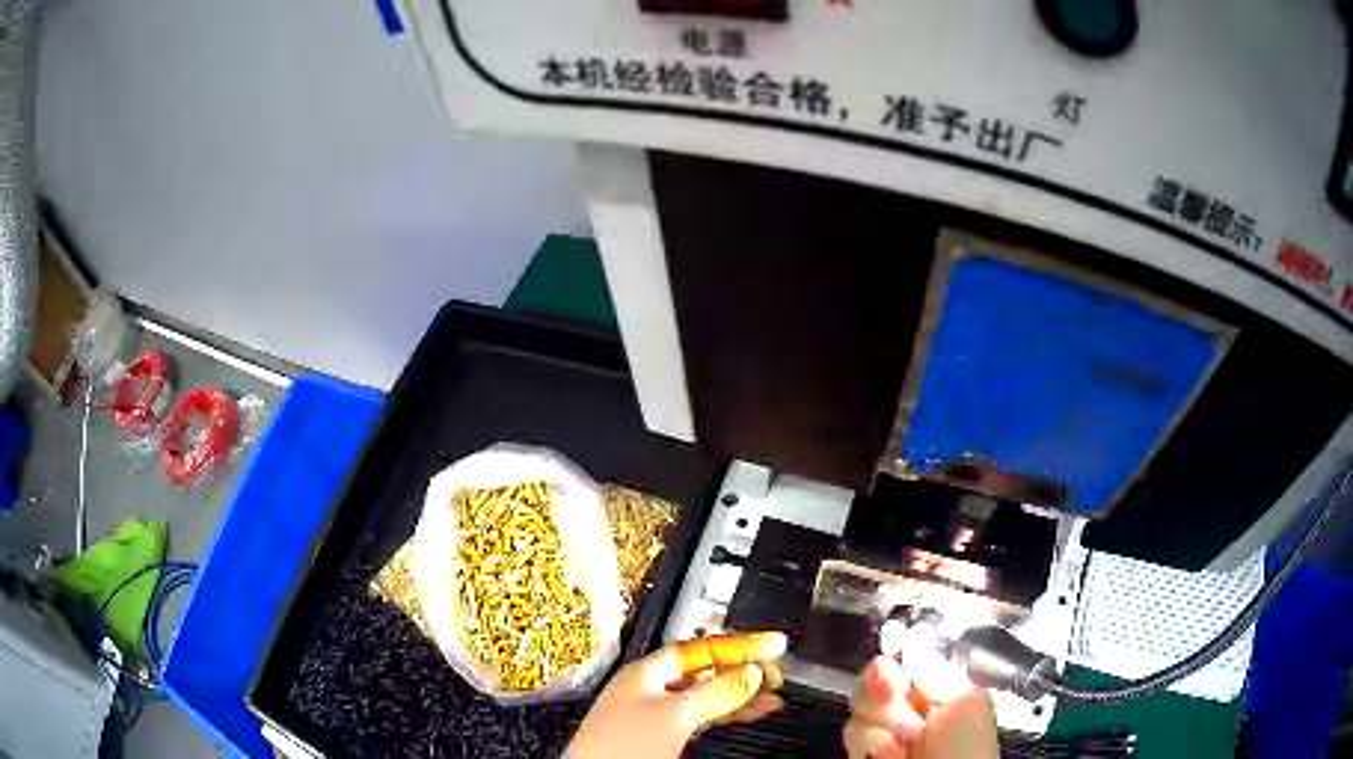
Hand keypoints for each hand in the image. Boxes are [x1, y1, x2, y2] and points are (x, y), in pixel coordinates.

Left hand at [568, 632, 787, 758]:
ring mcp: (655, 714)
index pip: (701, 648)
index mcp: (648, 672)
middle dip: (742, 670)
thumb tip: (750, 672)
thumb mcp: (676, 715)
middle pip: (705, 671)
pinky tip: (749, 714)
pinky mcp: (660, 737)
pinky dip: (727, 714)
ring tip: (774, 697)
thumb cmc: (623, 746)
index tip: (775, 644)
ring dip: (740, 695)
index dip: (740, 644)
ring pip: (706, 696)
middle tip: (777, 674)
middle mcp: (651, 689)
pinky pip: (701, 716)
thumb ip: (715, 692)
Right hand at [844, 626, 997, 758]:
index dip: (897, 651)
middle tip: (899, 698)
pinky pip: (852, 733)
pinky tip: (892, 755)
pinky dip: (871, 744)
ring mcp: (884, 730)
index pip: (906, 656)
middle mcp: (907, 705)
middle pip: (874, 676)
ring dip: (884, 720)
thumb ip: (936, 671)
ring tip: (907, 740)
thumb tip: (906, 639)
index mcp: (937, 688)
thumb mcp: (966, 702)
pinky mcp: (864, 752)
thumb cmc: (967, 747)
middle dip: (884, 687)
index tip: (895, 650)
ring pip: (861, 705)